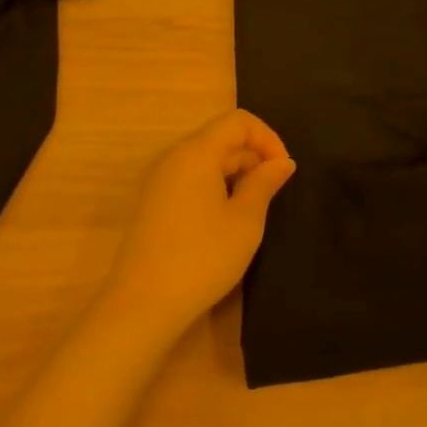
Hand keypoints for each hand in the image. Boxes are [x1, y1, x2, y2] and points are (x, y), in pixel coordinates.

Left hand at [102, 110, 295, 336]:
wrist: (142, 304)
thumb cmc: (202, 258)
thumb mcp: (245, 221)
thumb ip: (265, 183)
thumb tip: (282, 162)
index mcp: (196, 152)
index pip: (238, 121)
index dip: (268, 138)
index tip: (284, 171)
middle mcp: (174, 157)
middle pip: (221, 137)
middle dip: (254, 155)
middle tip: (274, 192)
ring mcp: (159, 180)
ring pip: (206, 158)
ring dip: (236, 172)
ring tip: (254, 206)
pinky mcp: (154, 202)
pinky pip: (191, 178)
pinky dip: (216, 185)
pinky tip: (226, 218)